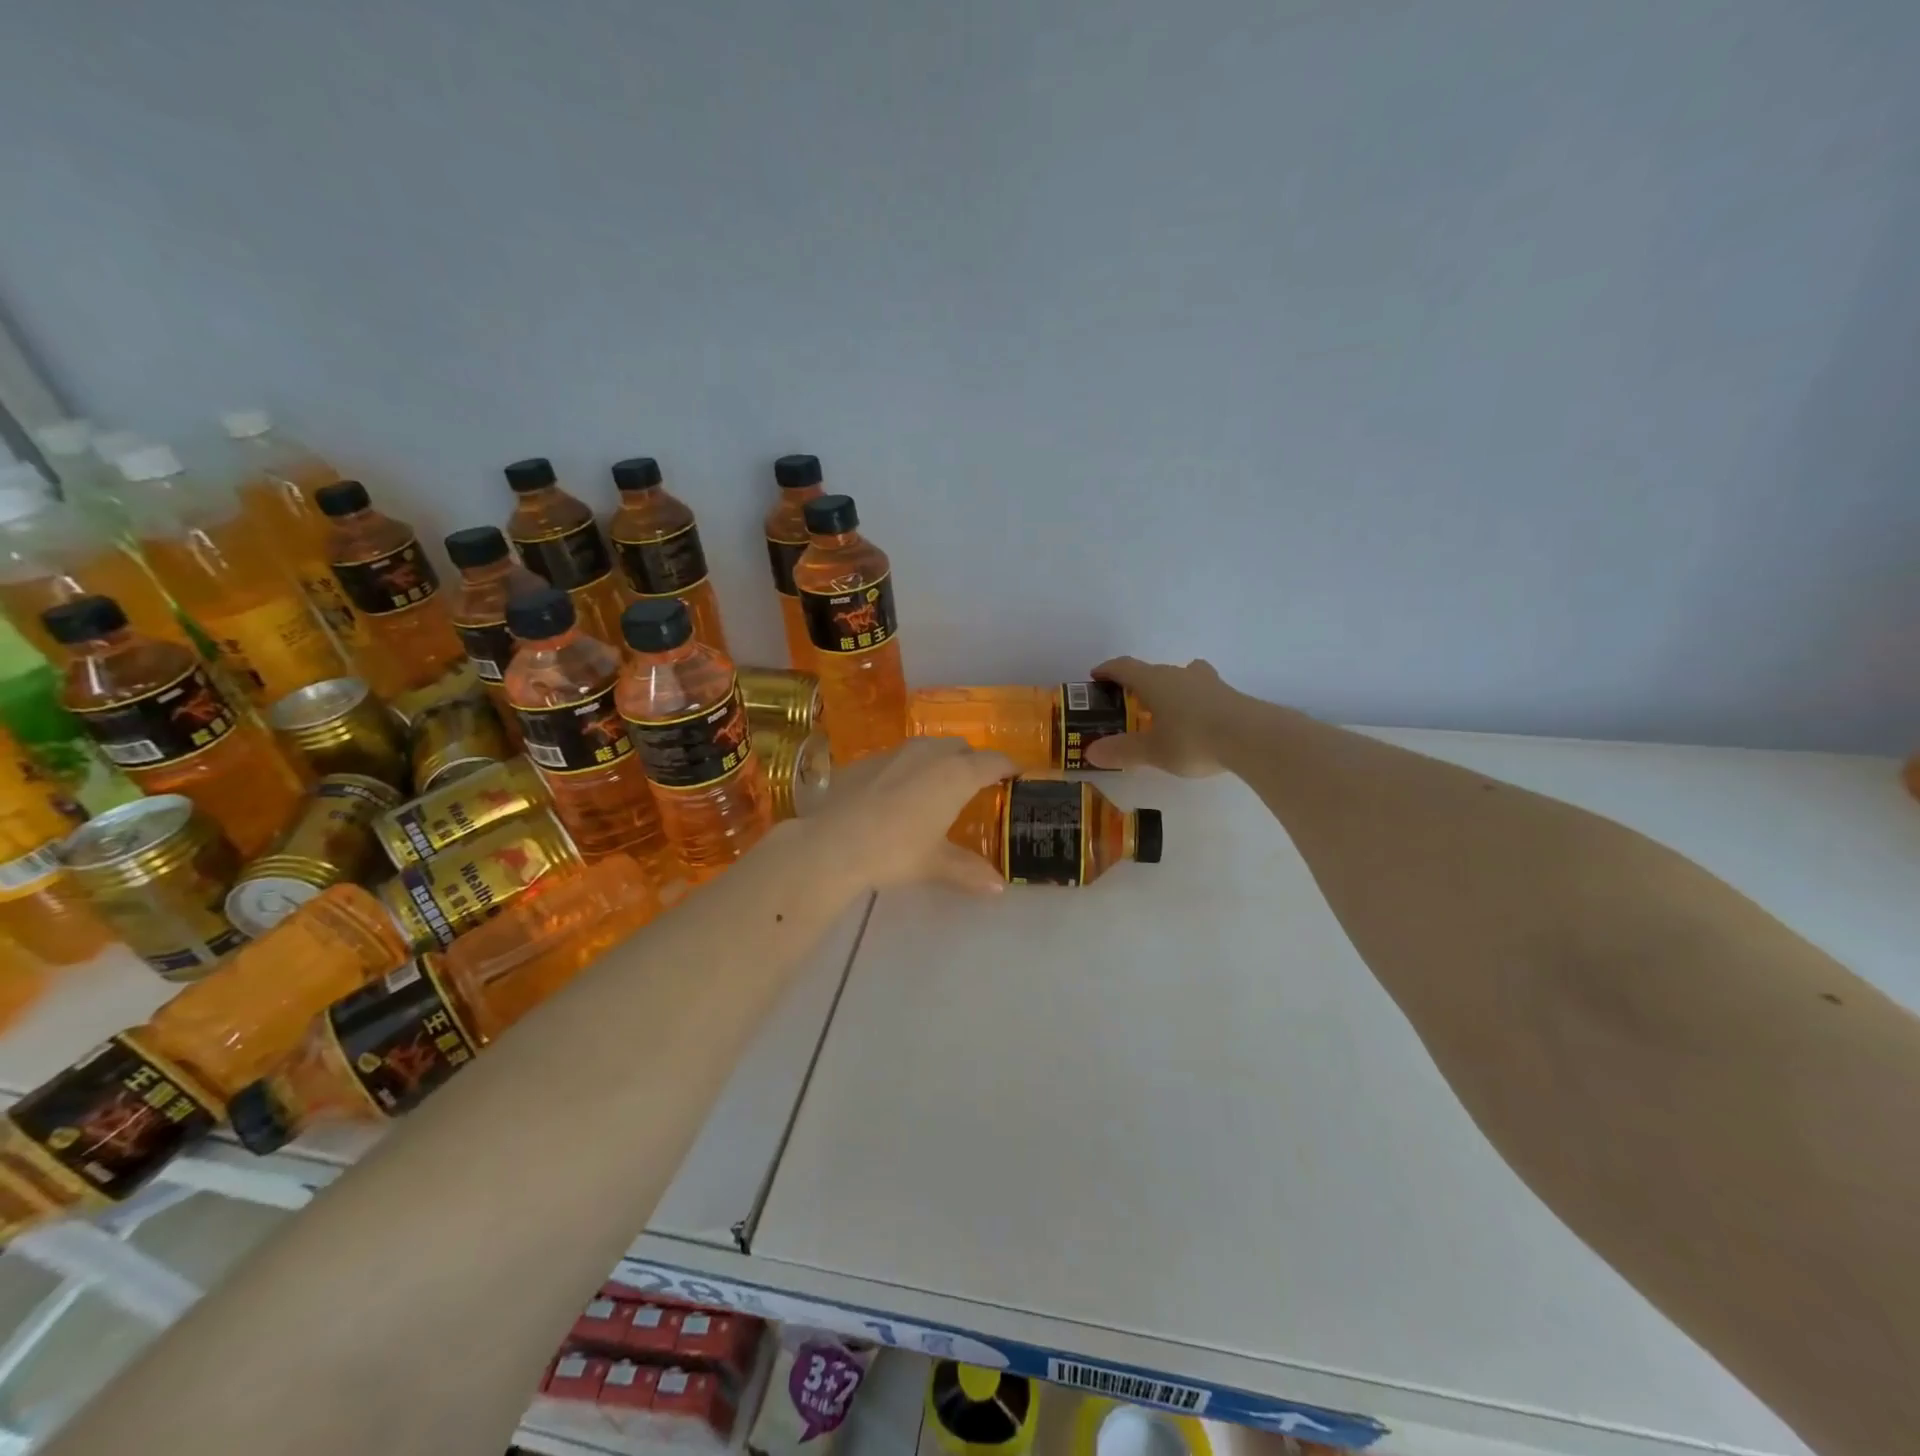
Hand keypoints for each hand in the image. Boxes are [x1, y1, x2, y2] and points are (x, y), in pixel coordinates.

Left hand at [811, 738, 1016, 894]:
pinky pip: (899, 757)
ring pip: (928, 747)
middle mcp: (930, 754)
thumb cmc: (895, 851)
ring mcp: (896, 752)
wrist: (832, 843)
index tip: (1015, 776)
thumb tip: (999, 888)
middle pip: (961, 748)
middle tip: (975, 785)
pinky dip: (908, 769)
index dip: (1008, 767)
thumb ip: (969, 870)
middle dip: (972, 761)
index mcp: (956, 775)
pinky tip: (897, 793)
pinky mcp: (867, 760)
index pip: (993, 761)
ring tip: (938, 785)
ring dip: (940, 760)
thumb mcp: (935, 864)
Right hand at [1083, 656, 1241, 776]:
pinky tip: (1196, 719)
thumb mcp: (1153, 751)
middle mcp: (1179, 674)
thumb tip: (1091, 752)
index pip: (1124, 667)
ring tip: (1165, 707)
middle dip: (1138, 683)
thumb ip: (1123, 751)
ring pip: (1181, 677)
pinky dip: (1192, 700)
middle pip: (1153, 671)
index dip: (1108, 670)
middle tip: (1129, 702)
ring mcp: (1207, 682)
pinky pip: (1202, 691)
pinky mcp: (1229, 694)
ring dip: (1169, 688)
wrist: (1252, 737)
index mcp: (1154, 681)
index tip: (1096, 676)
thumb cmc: (1193, 739)